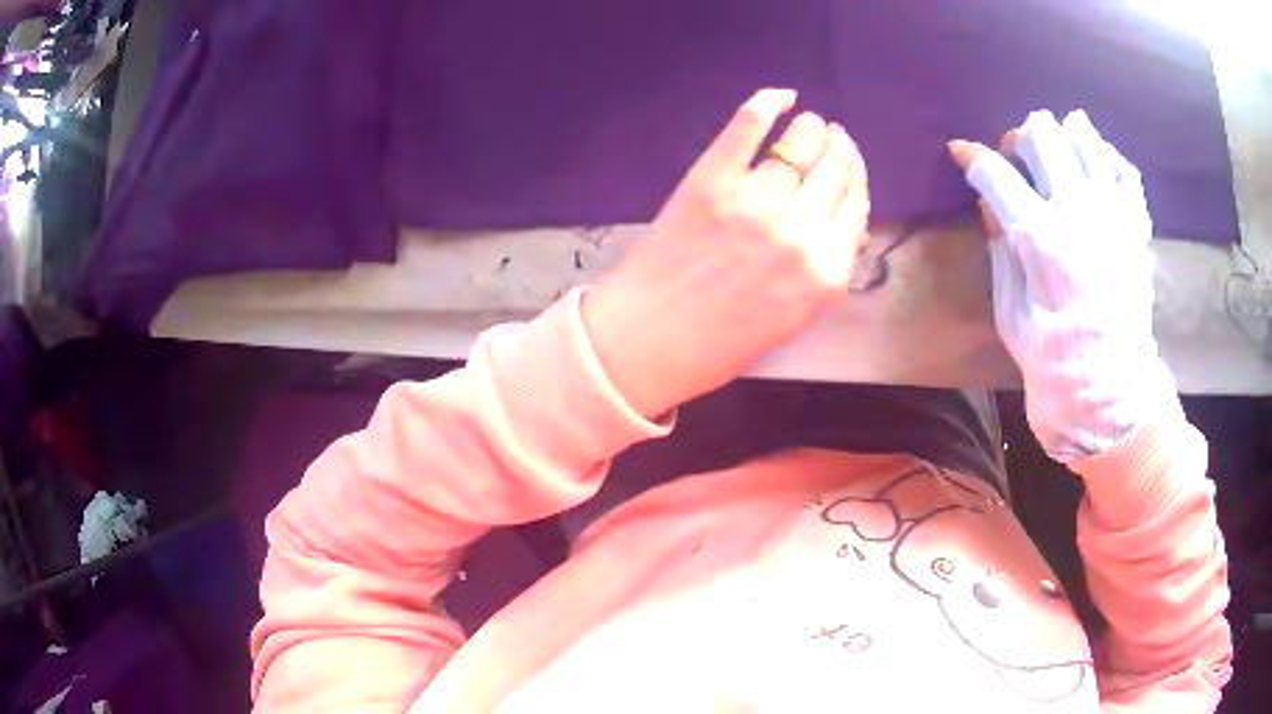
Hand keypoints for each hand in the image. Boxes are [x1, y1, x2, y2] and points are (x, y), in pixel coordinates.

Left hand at [584, 88, 869, 418]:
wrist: (648, 340)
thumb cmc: (721, 343)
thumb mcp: (793, 317)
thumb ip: (823, 270)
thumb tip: (839, 223)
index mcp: (827, 272)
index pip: (856, 205)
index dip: (856, 177)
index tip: (849, 162)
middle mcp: (802, 231)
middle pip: (836, 170)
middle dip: (839, 149)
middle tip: (832, 137)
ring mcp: (757, 200)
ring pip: (801, 144)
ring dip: (811, 129)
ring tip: (808, 124)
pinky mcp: (713, 179)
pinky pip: (748, 126)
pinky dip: (767, 104)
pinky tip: (781, 96)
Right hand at [949, 110, 1181, 462]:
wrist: (1110, 395)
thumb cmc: (1052, 363)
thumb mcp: (1010, 316)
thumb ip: (1002, 251)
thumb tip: (991, 205)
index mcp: (1042, 240)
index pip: (996, 173)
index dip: (972, 158)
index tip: (963, 155)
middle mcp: (1080, 213)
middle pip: (1042, 135)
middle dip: (1020, 140)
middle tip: (1018, 163)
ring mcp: (1114, 215)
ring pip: (1084, 138)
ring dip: (1062, 140)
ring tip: (1056, 160)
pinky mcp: (1136, 228)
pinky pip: (1125, 170)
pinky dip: (1106, 159)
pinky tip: (1094, 169)